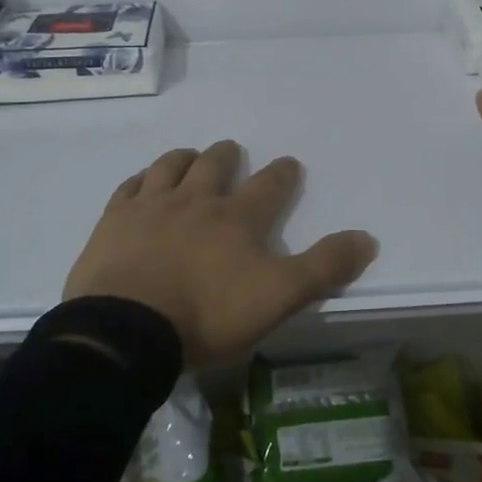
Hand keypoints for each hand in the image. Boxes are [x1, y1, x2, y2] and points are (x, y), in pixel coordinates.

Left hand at [63, 140, 378, 368]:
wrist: (128, 329)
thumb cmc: (208, 314)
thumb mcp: (279, 296)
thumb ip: (324, 267)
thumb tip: (367, 238)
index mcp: (237, 218)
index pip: (269, 186)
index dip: (282, 173)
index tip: (289, 164)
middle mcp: (195, 201)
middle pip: (214, 164)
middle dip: (227, 155)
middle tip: (231, 151)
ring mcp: (151, 207)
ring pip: (170, 167)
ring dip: (184, 158)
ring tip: (190, 157)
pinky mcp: (114, 222)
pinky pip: (129, 188)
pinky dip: (140, 180)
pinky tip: (142, 183)